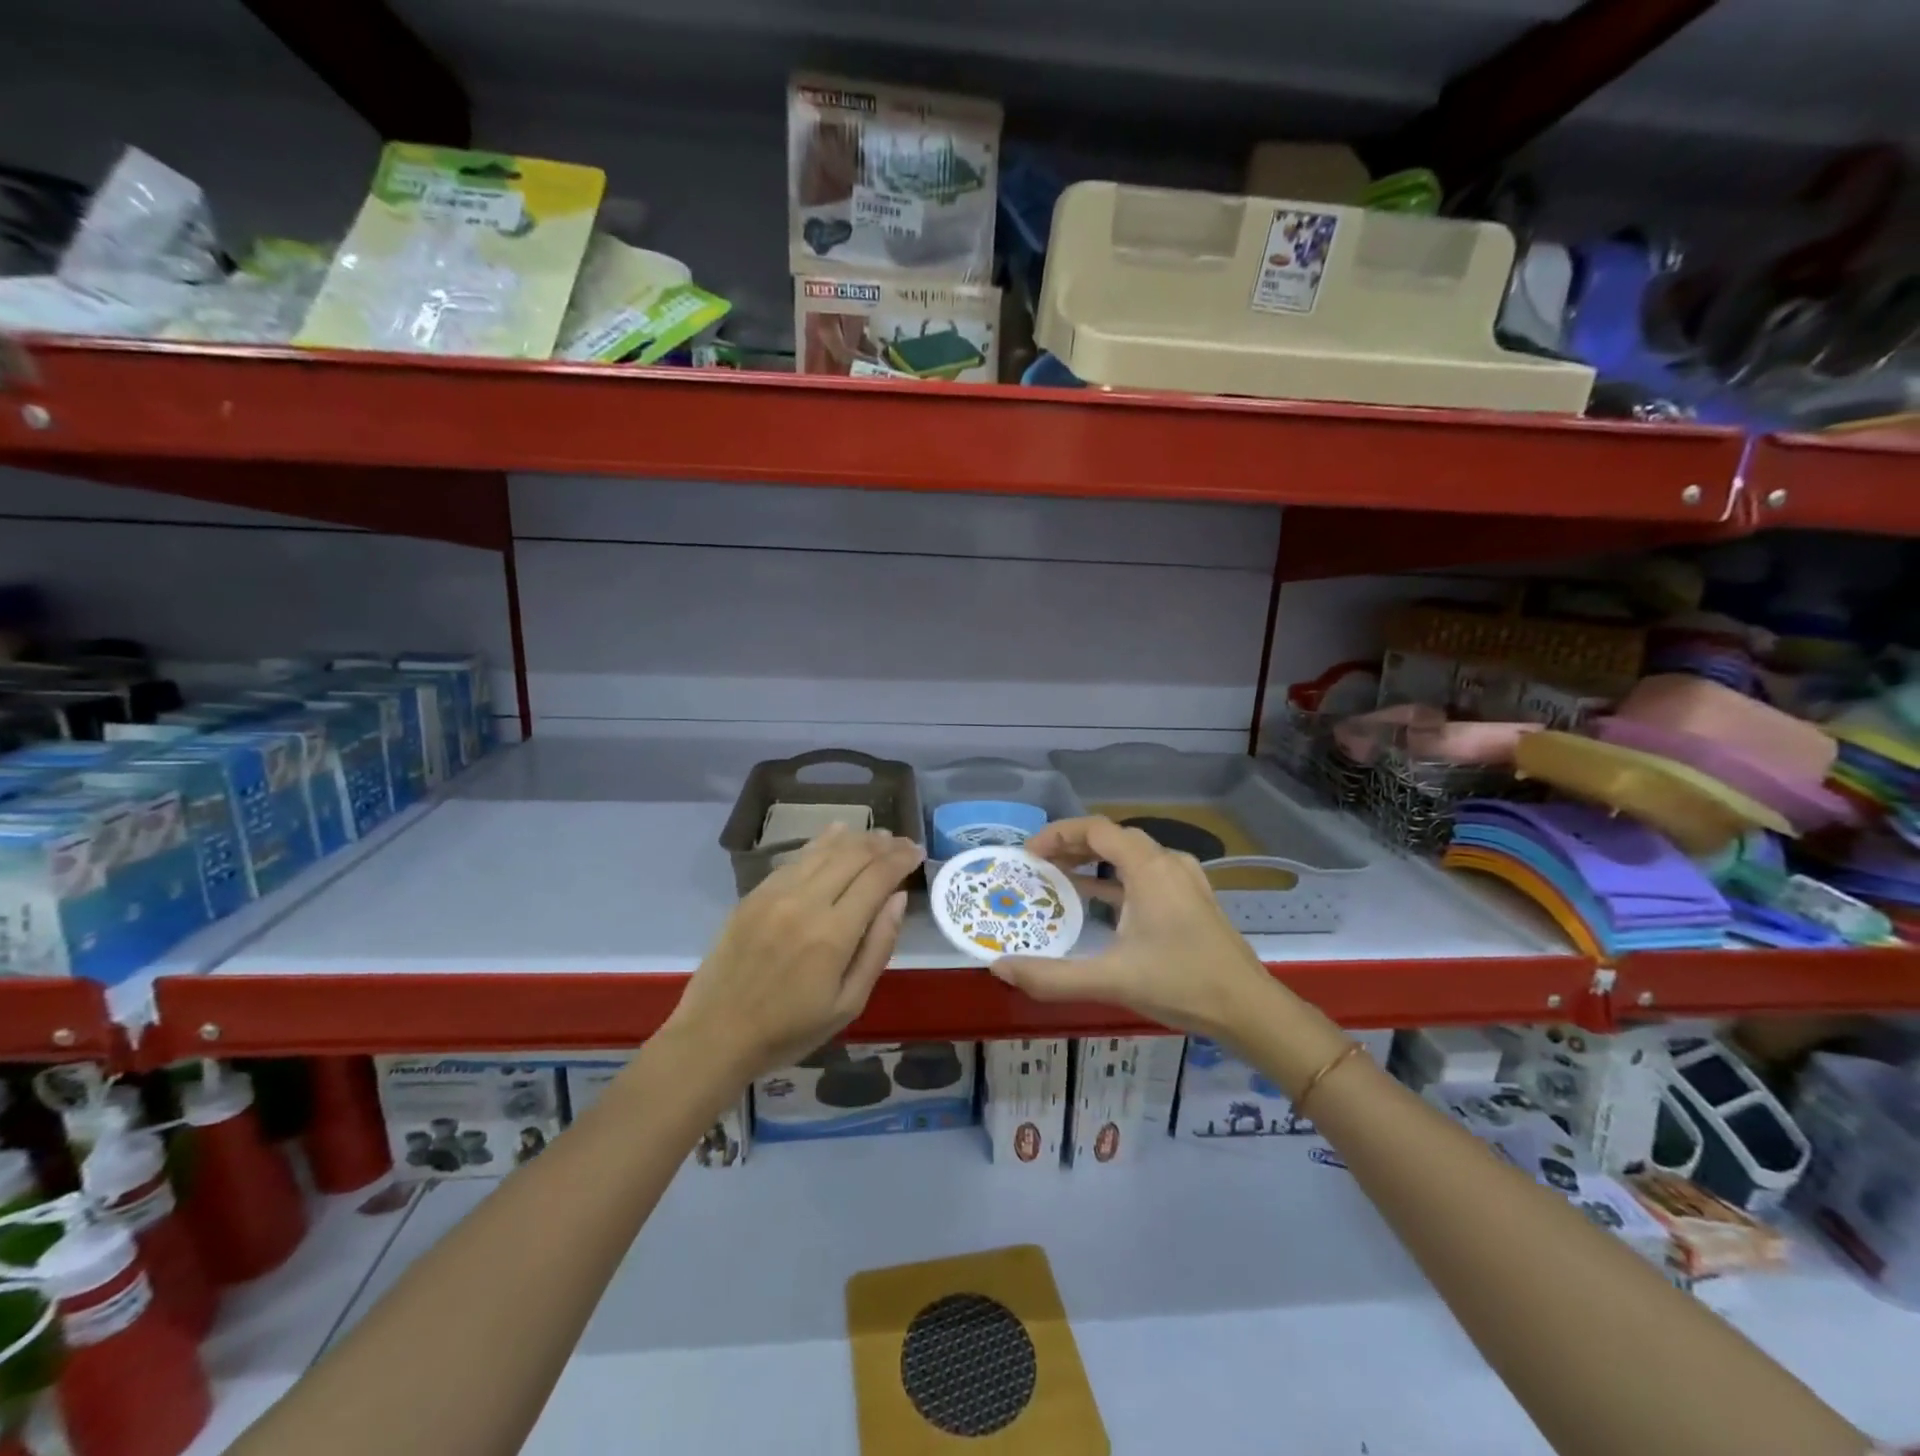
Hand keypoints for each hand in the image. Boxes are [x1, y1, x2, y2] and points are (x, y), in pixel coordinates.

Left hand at [664, 824, 923, 1080]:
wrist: (715, 1035)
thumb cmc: (789, 1030)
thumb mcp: (848, 1004)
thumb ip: (878, 947)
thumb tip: (898, 898)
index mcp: (832, 934)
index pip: (877, 877)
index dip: (901, 859)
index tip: (918, 851)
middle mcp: (804, 902)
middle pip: (852, 855)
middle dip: (883, 844)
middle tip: (902, 842)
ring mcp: (775, 894)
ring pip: (823, 849)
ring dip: (855, 838)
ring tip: (877, 836)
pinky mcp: (754, 894)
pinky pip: (795, 857)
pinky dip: (822, 842)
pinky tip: (836, 835)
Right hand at [990, 816, 1272, 1037]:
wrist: (1249, 1010)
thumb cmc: (1182, 984)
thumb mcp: (1111, 979)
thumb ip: (1052, 976)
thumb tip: (999, 968)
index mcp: (1149, 868)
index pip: (1096, 829)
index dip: (1058, 834)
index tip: (1029, 854)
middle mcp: (1168, 863)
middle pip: (1113, 837)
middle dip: (1072, 845)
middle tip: (1038, 865)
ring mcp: (1185, 881)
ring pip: (1131, 856)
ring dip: (1094, 861)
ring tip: (1060, 878)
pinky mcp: (1192, 900)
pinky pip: (1146, 875)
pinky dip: (1116, 879)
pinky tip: (1099, 902)